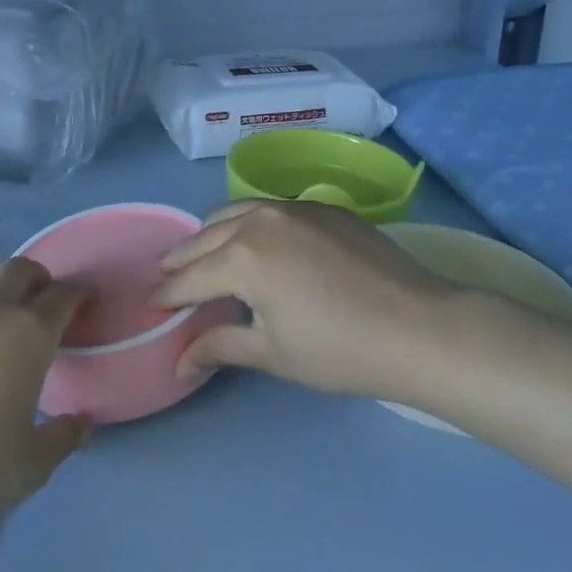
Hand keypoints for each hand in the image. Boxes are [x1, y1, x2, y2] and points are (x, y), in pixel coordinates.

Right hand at [150, 201, 468, 405]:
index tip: (150, 304)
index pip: (189, 278)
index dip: (166, 294)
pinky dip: (247, 223)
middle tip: (166, 275)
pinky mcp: (321, 207)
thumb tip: (178, 364)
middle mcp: (257, 221)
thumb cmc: (340, 349)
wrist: (420, 327)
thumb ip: (219, 348)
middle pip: (204, 237)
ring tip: (202, 251)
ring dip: (211, 233)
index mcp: (240, 258)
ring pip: (234, 212)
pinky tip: (255, 241)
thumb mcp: (272, 353)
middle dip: (180, 259)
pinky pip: (269, 209)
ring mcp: (292, 208)